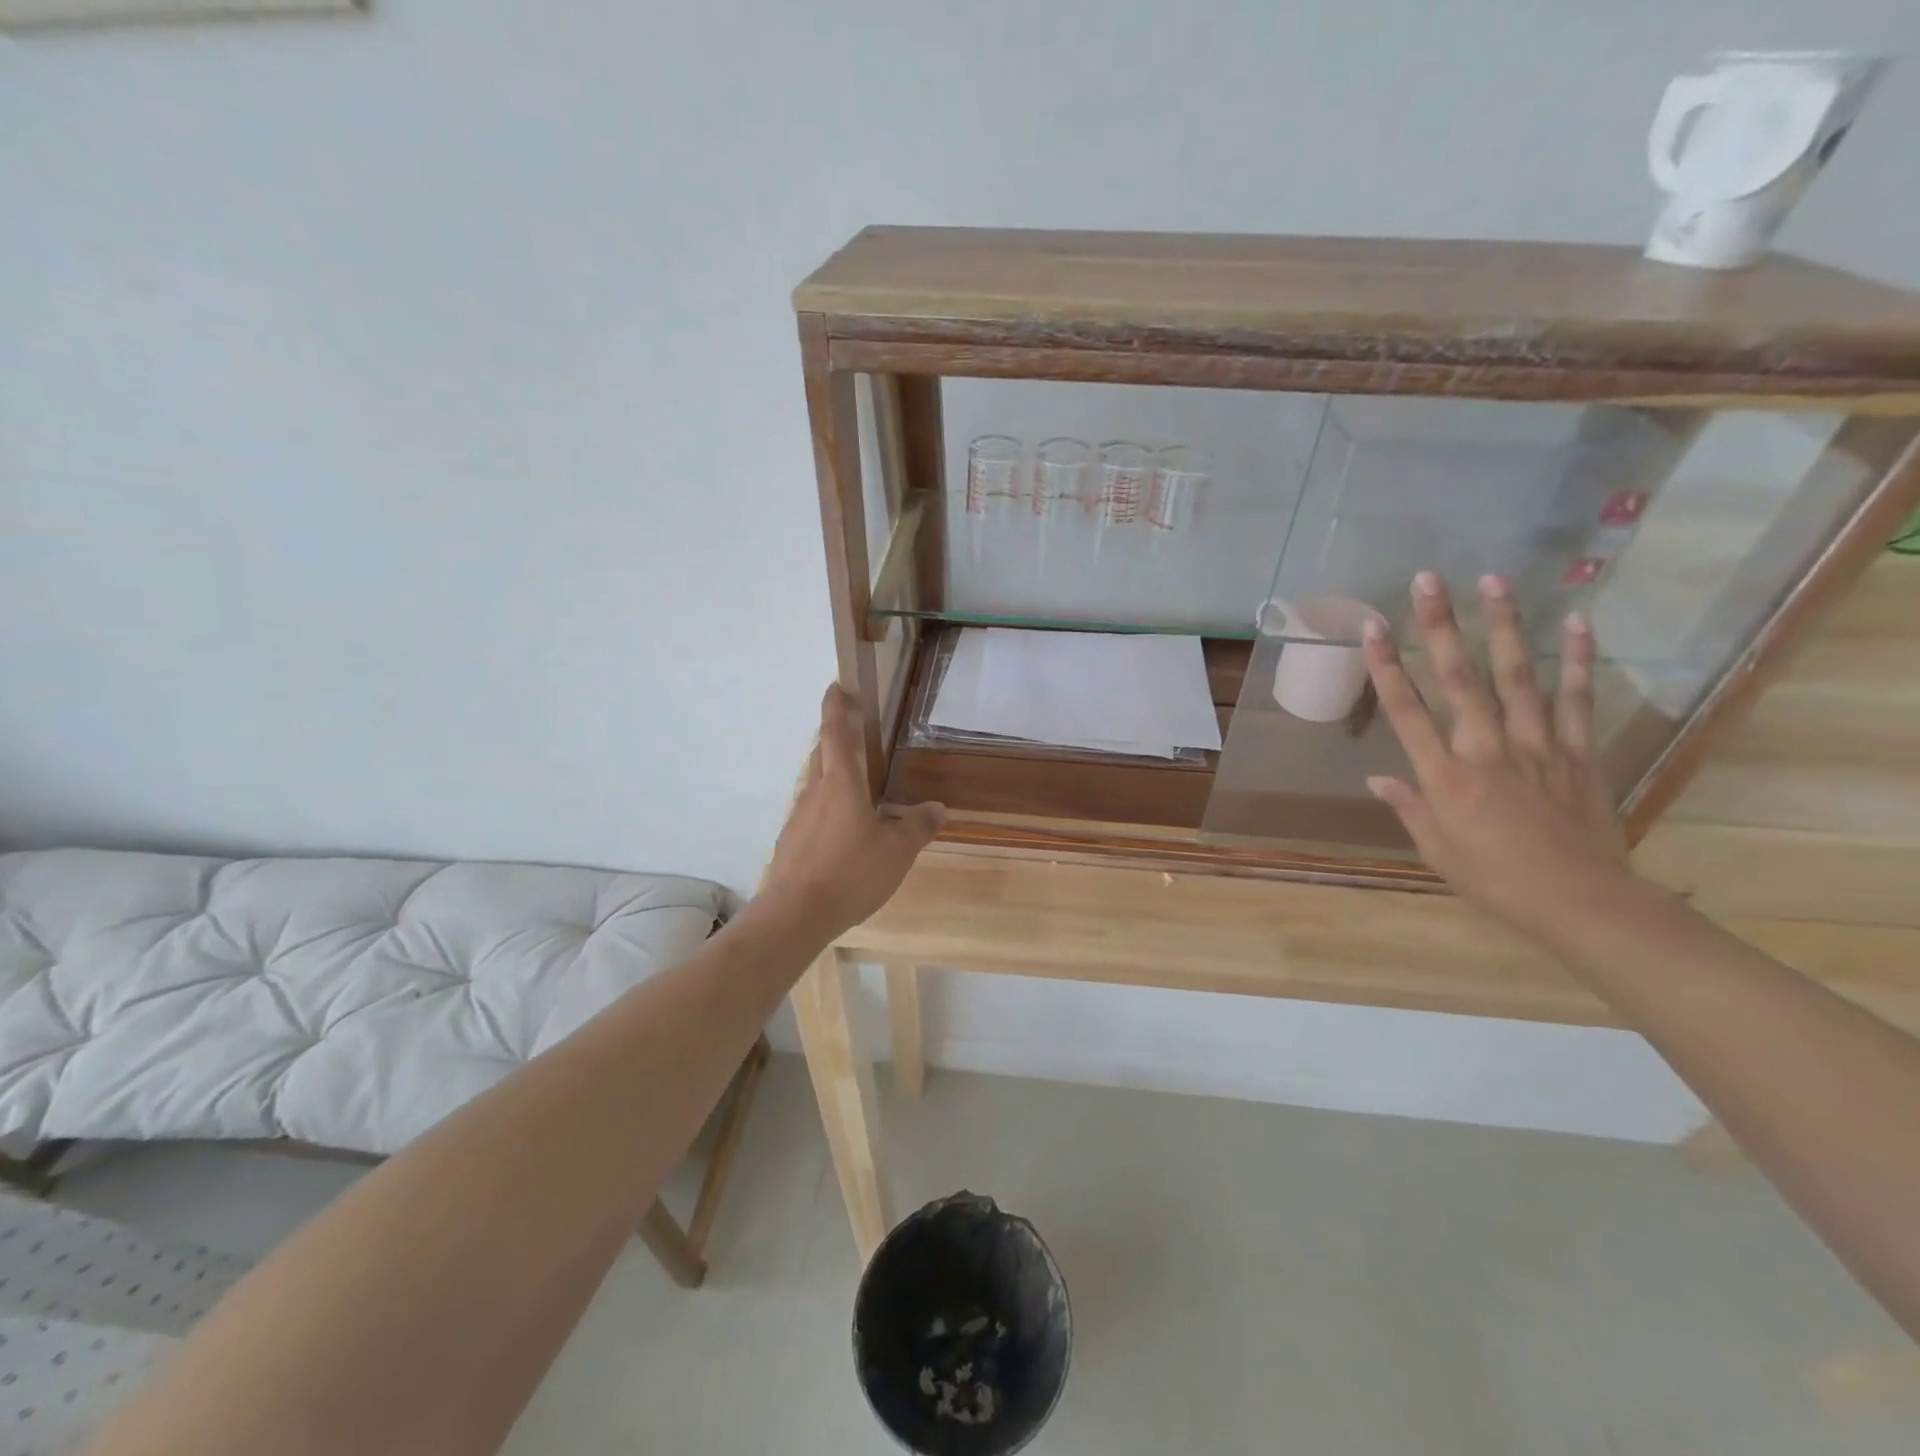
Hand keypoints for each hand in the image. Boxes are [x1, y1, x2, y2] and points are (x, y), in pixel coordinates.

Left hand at [757, 685, 945, 940]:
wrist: (794, 915)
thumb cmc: (850, 873)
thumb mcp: (896, 852)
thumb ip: (917, 827)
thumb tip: (937, 807)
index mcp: (841, 784)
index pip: (835, 733)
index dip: (836, 707)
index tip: (836, 686)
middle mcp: (815, 793)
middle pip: (822, 755)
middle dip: (834, 738)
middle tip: (853, 734)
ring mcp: (798, 818)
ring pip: (815, 785)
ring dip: (831, 776)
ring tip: (855, 788)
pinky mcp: (791, 842)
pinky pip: (811, 813)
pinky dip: (826, 809)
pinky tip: (842, 832)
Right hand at [1362, 572, 1631, 940]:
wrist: (1581, 902)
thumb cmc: (1494, 880)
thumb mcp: (1437, 850)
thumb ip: (1410, 806)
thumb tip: (1378, 777)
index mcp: (1445, 777)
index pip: (1407, 711)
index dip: (1388, 666)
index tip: (1372, 627)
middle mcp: (1486, 749)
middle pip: (1459, 679)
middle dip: (1441, 626)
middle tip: (1429, 580)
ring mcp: (1537, 745)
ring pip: (1516, 676)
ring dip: (1503, 625)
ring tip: (1493, 581)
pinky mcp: (1578, 751)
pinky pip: (1577, 698)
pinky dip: (1577, 659)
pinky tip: (1576, 621)